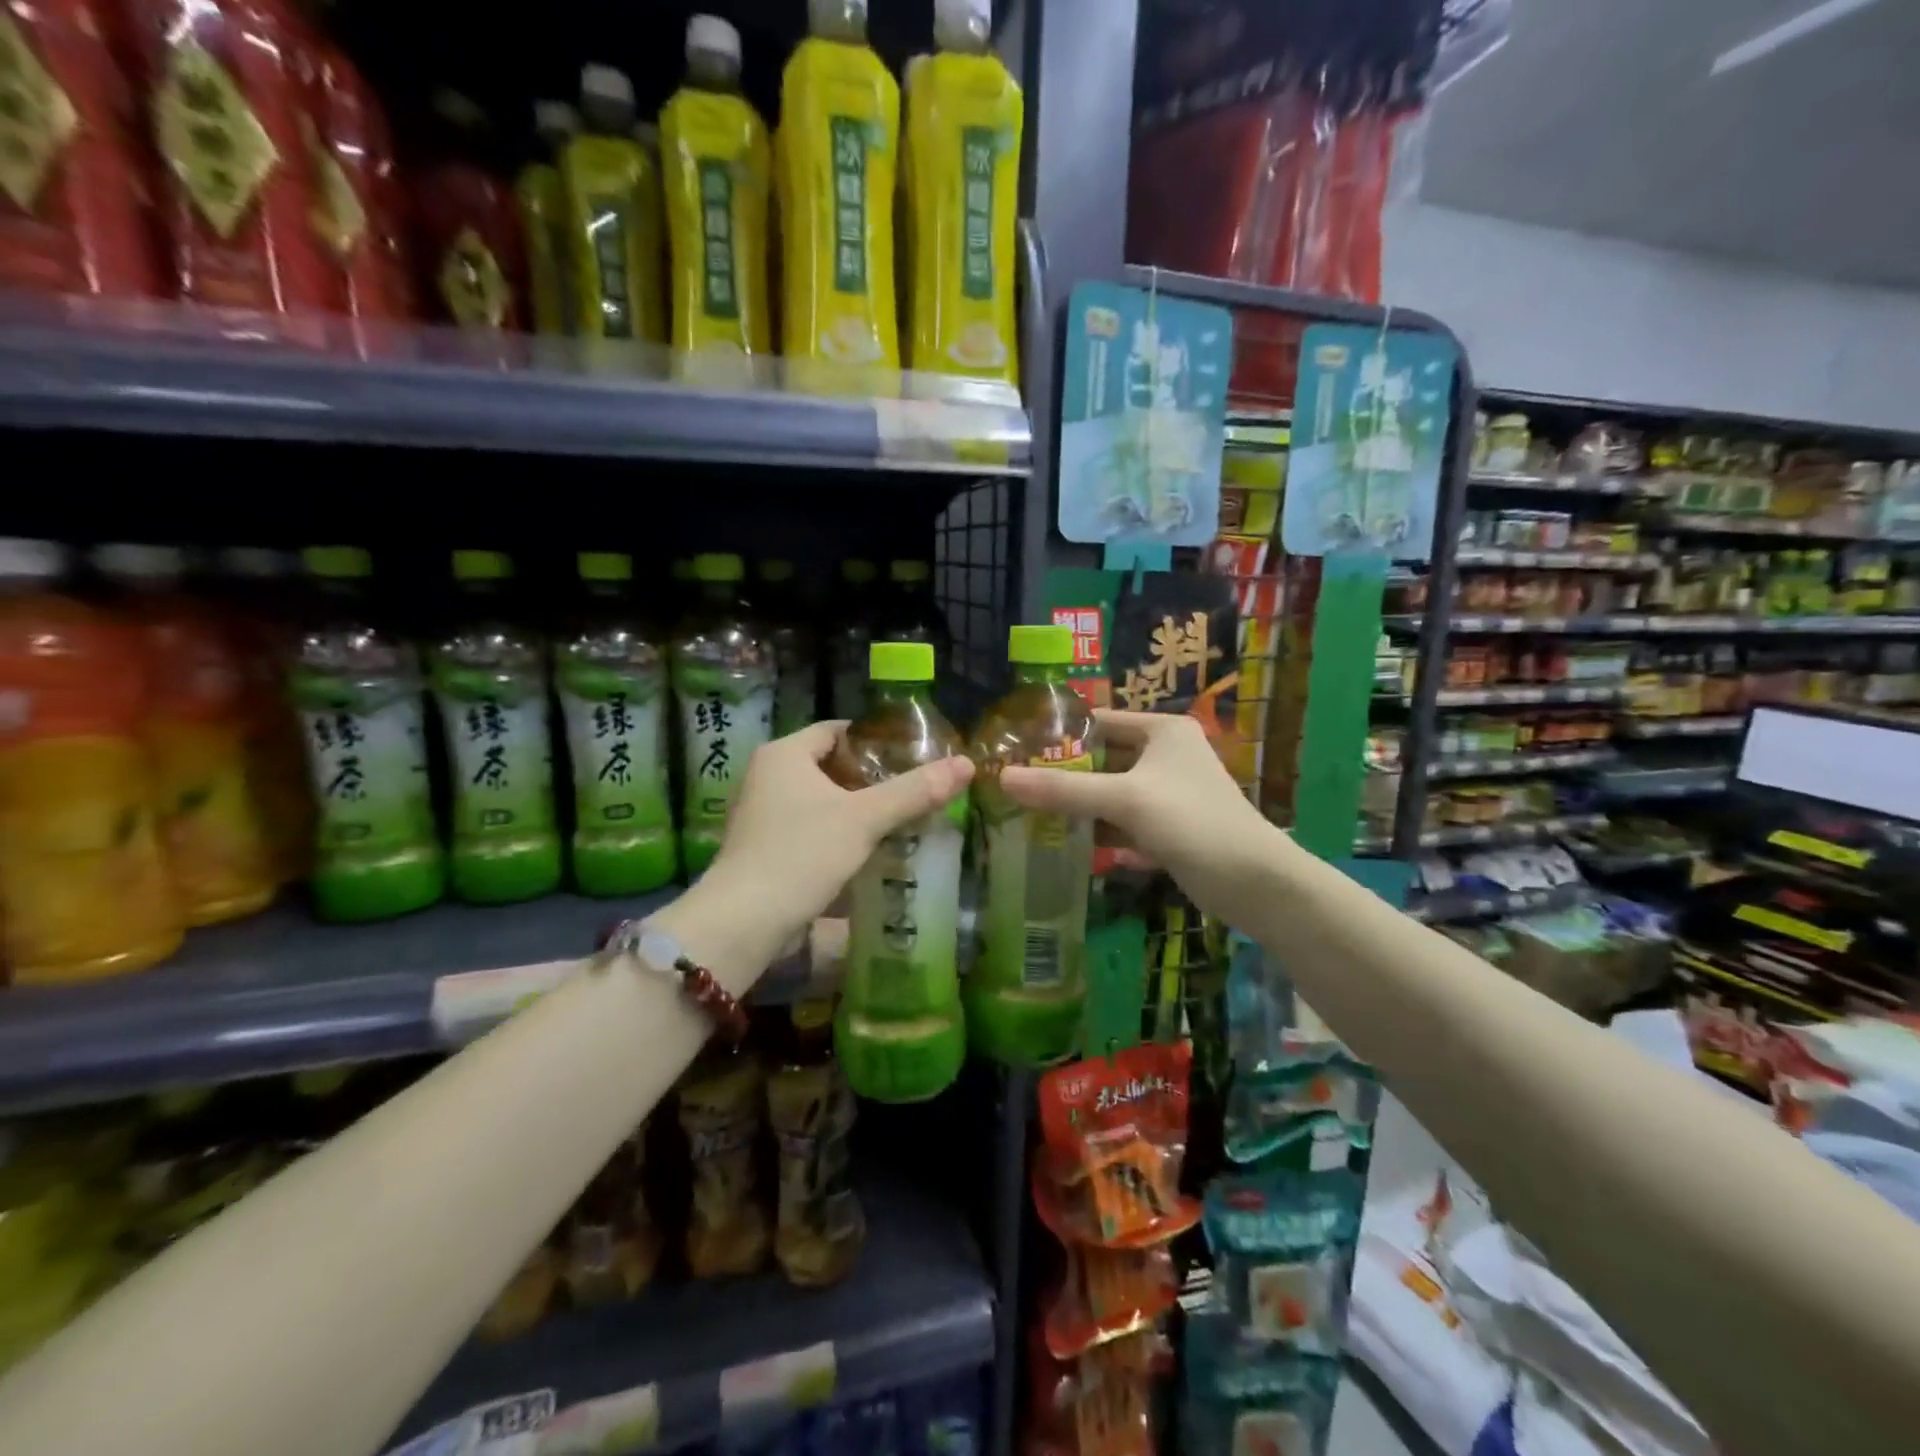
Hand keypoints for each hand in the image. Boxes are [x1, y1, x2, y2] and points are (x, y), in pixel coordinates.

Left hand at [655, 721, 973, 986]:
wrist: (743, 922)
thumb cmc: (801, 854)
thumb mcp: (864, 819)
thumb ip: (914, 791)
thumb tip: (966, 764)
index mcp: (784, 755)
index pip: (836, 730)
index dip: (875, 739)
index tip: (911, 754)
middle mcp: (767, 776)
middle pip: (829, 765)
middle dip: (870, 777)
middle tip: (912, 787)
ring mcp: (762, 814)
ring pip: (820, 799)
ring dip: (855, 807)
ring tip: (899, 817)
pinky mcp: (764, 848)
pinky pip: (809, 827)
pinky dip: (838, 832)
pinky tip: (867, 849)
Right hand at [998, 710, 1290, 927]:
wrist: (1256, 884)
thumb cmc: (1193, 822)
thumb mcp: (1126, 800)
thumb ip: (1064, 789)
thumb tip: (1003, 778)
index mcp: (1163, 730)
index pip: (1099, 722)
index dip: (1059, 733)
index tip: (1016, 749)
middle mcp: (1167, 755)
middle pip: (1103, 760)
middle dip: (1065, 775)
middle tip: (1018, 788)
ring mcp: (1169, 794)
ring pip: (1112, 795)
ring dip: (1081, 808)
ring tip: (1032, 817)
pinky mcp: (1171, 829)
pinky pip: (1125, 824)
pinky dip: (1103, 833)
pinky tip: (1071, 848)